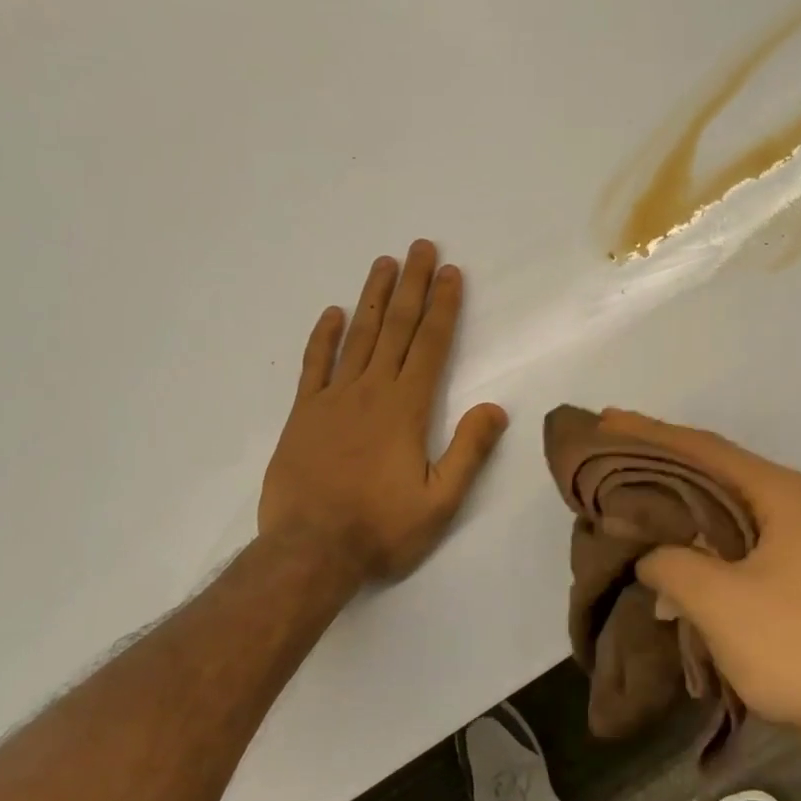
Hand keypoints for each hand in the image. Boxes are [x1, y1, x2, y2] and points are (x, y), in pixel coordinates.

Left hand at [260, 241, 508, 585]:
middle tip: (420, 247)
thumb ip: (469, 451)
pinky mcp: (304, 413)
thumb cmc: (380, 529)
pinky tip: (333, 312)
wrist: (309, 552)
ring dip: (373, 297)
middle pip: (397, 327)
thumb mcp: (440, 502)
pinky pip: (315, 364)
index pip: (432, 344)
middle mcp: (372, 391)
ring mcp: (334, 398)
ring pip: (358, 336)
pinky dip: (324, 336)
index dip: (444, 306)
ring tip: (384, 263)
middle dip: (413, 285)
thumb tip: (496, 407)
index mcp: (407, 407)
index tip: (451, 273)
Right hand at [609, 410, 800, 740]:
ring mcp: (792, 534)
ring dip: (675, 495)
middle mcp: (789, 501)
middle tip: (610, 444)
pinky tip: (662, 537)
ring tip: (627, 483)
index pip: (704, 448)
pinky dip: (693, 529)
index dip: (650, 433)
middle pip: (712, 466)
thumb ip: (668, 560)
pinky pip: (728, 531)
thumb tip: (647, 555)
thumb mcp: (715, 599)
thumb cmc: (790, 645)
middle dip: (660, 457)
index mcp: (780, 493)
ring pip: (719, 500)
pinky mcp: (787, 566)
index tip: (606, 420)